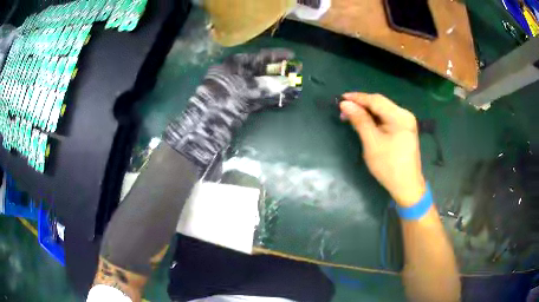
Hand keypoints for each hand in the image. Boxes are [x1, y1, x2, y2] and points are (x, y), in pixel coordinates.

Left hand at [164, 48, 295, 172]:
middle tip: (297, 70)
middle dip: (278, 71)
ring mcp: (237, 93)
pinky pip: (259, 100)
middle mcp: (234, 77)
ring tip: (295, 84)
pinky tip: (285, 99)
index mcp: (231, 66)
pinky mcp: (240, 107)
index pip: (256, 56)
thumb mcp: (242, 89)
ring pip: (261, 86)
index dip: (274, 55)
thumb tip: (285, 83)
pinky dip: (271, 99)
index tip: (292, 55)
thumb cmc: (219, 102)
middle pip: (260, 71)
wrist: (203, 130)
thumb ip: (264, 85)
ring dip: (277, 86)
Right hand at [340, 92, 425, 206]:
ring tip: (350, 116)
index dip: (358, 98)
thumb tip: (345, 103)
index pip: (376, 100)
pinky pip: (386, 119)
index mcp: (400, 116)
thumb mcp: (372, 142)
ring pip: (382, 111)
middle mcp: (405, 115)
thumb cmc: (389, 166)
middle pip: (380, 104)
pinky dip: (374, 120)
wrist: (406, 187)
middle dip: (361, 105)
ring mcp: (405, 122)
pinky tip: (364, 123)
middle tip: (343, 110)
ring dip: (366, 112)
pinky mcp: (403, 130)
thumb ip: (360, 121)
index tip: (341, 98)